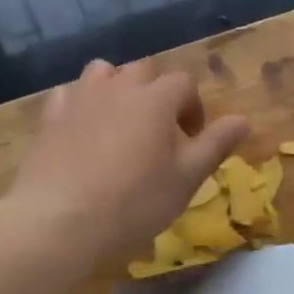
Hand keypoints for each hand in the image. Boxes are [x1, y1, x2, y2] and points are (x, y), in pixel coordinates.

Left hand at [9, 58, 247, 262]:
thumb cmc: (133, 202)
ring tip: (121, 122)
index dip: (193, 108)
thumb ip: (216, 145)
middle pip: (144, 72)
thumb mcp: (186, 179)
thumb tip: (243, 120)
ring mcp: (80, 99)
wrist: (59, 221)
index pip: (184, 84)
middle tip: (160, 132)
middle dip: (157, 93)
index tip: (192, 140)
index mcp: (156, 98)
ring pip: (103, 73)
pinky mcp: (49, 117)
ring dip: (117, 88)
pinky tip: (82, 129)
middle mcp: (118, 87)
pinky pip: (69, 94)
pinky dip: (81, 103)